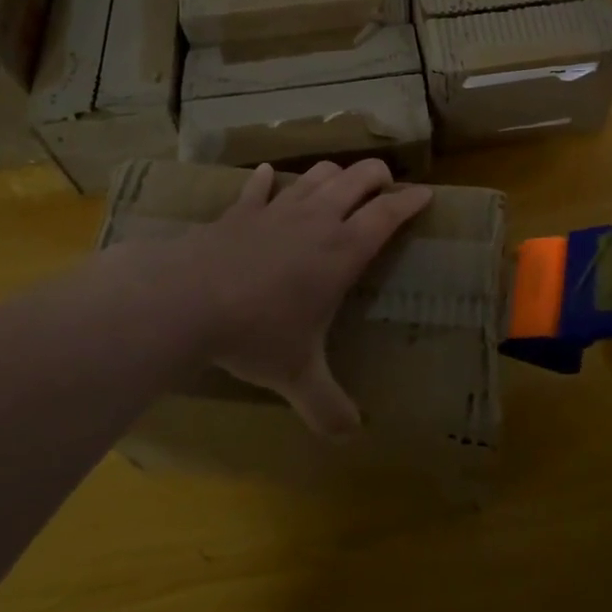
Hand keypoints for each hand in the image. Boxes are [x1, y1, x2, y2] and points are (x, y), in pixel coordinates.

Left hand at [129, 159, 430, 436]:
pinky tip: (267, 178)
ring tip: (338, 186)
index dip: (411, 200)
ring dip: (333, 175)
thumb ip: (327, 405)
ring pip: (316, 174)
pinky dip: (267, 180)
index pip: (389, 213)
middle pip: (358, 177)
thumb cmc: (256, 333)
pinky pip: (259, 186)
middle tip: (384, 188)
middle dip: (378, 175)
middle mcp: (317, 219)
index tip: (426, 194)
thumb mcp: (297, 375)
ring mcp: (277, 209)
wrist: (186, 300)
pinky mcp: (240, 211)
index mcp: (343, 250)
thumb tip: (350, 437)